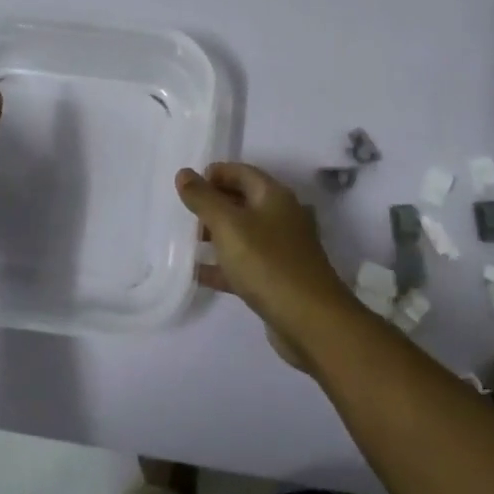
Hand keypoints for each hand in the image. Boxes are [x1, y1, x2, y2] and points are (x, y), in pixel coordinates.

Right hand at [175, 163, 354, 349]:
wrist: (310, 320)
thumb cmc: (267, 263)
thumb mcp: (229, 226)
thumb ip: (204, 199)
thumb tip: (184, 173)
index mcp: (274, 196)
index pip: (242, 172)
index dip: (214, 174)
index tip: (186, 186)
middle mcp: (281, 217)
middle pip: (243, 201)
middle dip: (213, 204)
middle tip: (183, 214)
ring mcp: (282, 249)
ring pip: (243, 233)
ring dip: (216, 235)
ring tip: (185, 241)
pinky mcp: (277, 278)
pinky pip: (245, 264)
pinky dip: (222, 265)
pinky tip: (197, 273)